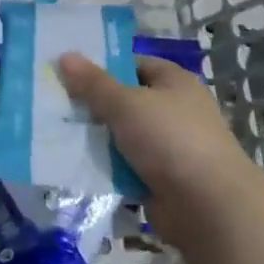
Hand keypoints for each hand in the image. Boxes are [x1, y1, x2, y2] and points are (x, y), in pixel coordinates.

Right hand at [57, 53, 254, 249]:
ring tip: (57, 132)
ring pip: (123, 135)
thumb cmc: (170, 139)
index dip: (104, 66)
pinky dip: (106, 166)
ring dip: (96, 137)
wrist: (208, 208)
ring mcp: (170, 147)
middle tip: (55, 102)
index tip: (70, 72)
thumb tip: (65, 56)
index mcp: (175, 83)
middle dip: (94, 104)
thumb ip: (93, 83)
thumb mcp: (125, 103)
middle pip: (126, 100)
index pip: (135, 64)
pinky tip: (76, 163)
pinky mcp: (162, 178)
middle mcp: (175, 111)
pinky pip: (126, 165)